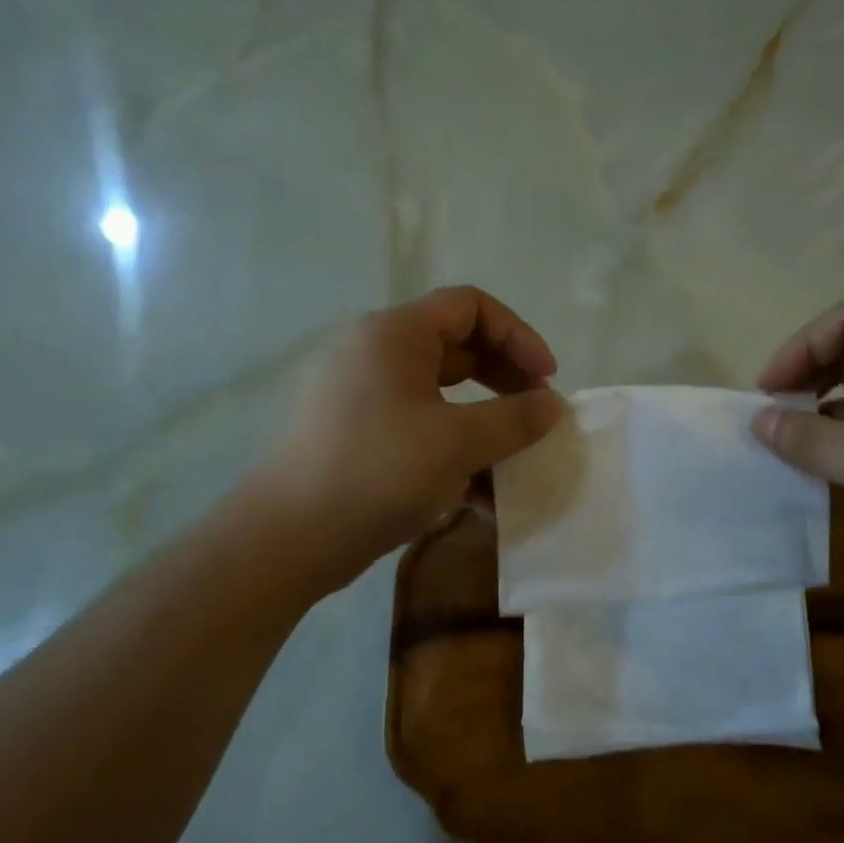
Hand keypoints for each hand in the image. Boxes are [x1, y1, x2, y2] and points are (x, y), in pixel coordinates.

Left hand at [258, 286, 565, 591]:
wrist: (291, 536)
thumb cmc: (379, 472)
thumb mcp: (458, 442)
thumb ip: (514, 419)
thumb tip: (552, 405)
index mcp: (395, 334)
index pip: (470, 306)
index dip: (518, 335)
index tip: (546, 379)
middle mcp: (376, 352)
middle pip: (457, 345)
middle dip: (505, 377)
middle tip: (536, 414)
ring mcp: (364, 393)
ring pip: (441, 390)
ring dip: (484, 415)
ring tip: (514, 452)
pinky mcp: (359, 432)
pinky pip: (420, 422)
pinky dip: (454, 442)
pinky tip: (480, 488)